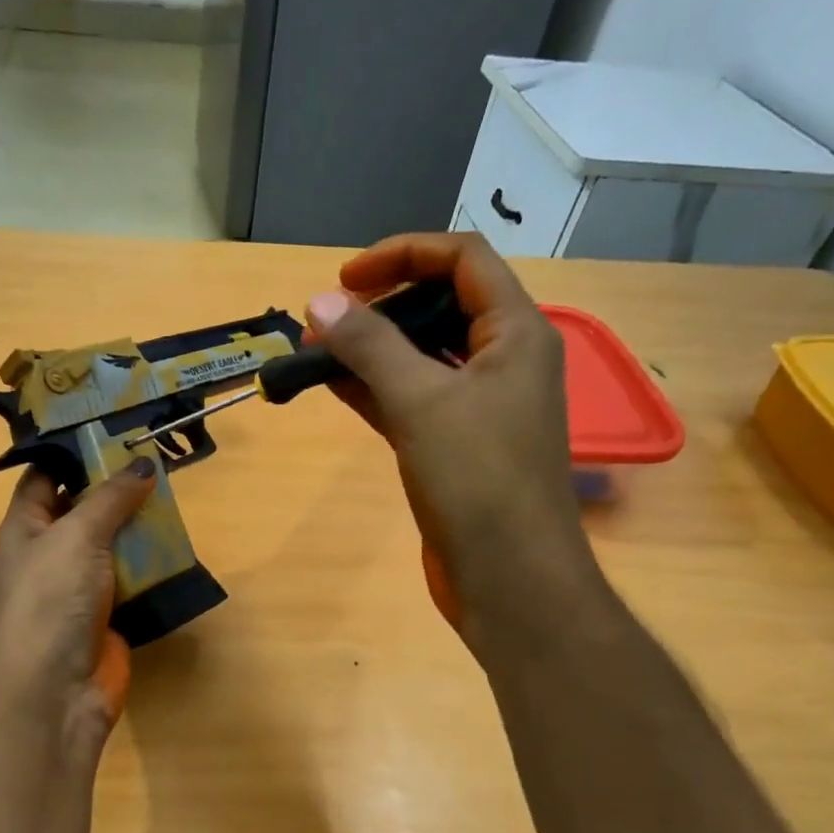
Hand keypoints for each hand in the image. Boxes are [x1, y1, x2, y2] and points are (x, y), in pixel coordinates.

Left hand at [0, 460, 155, 766]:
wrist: (54, 690)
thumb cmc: (50, 599)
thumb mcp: (77, 535)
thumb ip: (111, 497)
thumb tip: (143, 464)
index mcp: (27, 525)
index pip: (46, 474)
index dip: (75, 449)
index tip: (115, 426)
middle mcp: (52, 550)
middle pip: (87, 506)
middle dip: (119, 484)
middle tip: (161, 454)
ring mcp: (82, 584)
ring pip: (116, 542)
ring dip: (142, 523)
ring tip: (178, 490)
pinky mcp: (111, 612)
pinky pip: (135, 577)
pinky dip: (154, 562)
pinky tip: (181, 541)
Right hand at [307, 231, 603, 643]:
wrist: (509, 578)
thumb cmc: (478, 479)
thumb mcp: (421, 402)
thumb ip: (370, 347)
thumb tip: (320, 302)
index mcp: (516, 333)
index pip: (463, 260)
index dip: (403, 254)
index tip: (345, 279)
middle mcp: (503, 361)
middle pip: (442, 305)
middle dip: (381, 304)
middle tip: (326, 321)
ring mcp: (481, 407)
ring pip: (423, 357)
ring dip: (373, 350)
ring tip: (317, 353)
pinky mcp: (457, 446)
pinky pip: (413, 399)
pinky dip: (376, 389)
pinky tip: (335, 387)